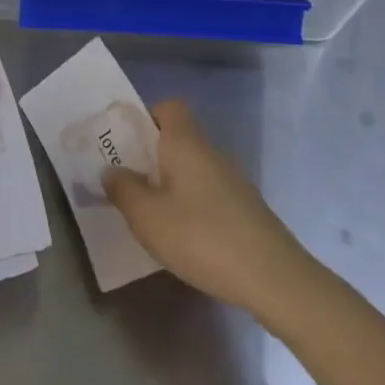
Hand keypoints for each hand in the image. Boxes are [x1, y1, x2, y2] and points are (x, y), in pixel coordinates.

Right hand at [104, 99, 315, 319]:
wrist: (271, 277)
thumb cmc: (201, 237)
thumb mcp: (147, 216)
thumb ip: (123, 189)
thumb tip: (112, 170)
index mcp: (186, 143)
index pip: (169, 107)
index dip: (145, 118)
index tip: (125, 145)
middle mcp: (211, 153)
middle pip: (178, 139)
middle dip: (150, 157)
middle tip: (126, 185)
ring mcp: (232, 180)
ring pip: (191, 169)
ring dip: (168, 184)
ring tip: (148, 215)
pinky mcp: (244, 208)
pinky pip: (206, 192)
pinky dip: (189, 205)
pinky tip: (181, 237)